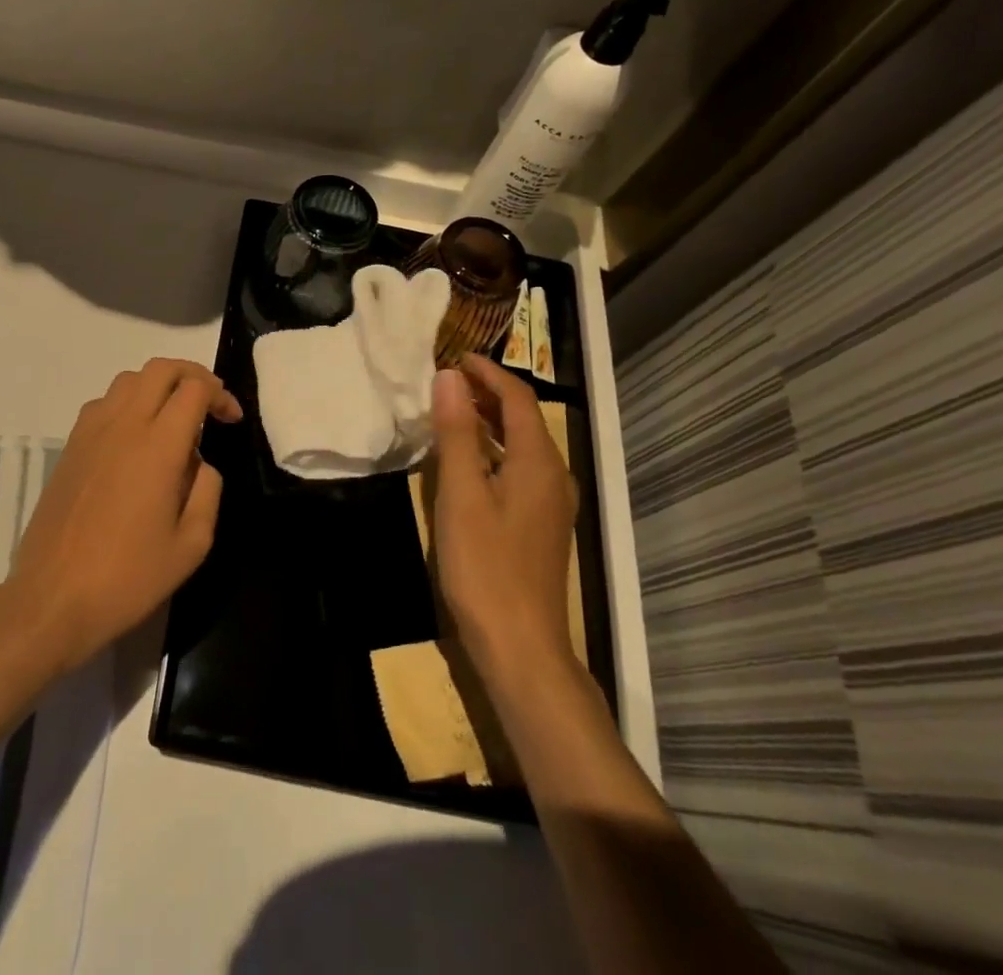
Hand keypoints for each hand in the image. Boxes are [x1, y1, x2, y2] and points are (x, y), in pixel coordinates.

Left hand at [5, 358, 242, 673]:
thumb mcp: (191, 544)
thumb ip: (207, 490)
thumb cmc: (129, 576)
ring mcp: (91, 432)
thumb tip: (200, 462)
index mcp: (159, 446)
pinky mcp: (70, 446)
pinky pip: (104, 402)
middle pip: (160, 369)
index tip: (231, 420)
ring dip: (158, 385)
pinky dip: (128, 402)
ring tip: (173, 417)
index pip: (194, 389)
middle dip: (192, 375)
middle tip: (209, 403)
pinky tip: (135, 438)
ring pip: (129, 379)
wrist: (53, 598)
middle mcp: (124, 425)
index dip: (220, 395)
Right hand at [430, 353, 579, 683]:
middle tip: (448, 379)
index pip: (518, 398)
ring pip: (524, 444)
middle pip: (525, 418)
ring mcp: (551, 503)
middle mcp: (554, 475)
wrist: (521, 646)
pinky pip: (521, 467)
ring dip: (491, 420)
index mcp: (539, 462)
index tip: (454, 356)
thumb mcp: (461, 494)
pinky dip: (495, 448)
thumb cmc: (486, 566)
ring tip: (453, 409)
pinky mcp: (541, 524)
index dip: (488, 372)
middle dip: (489, 392)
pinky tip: (469, 459)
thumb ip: (458, 433)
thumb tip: (450, 378)